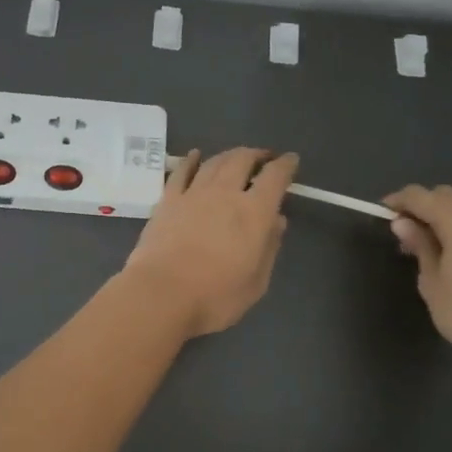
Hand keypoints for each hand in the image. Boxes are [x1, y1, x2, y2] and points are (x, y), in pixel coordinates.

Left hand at [124, 148, 297, 336]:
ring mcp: (193, 194)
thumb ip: (269, 247)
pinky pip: (181, 172)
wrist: (161, 293)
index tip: (290, 160)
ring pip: (214, 162)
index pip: (274, 177)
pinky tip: (195, 156)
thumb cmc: (215, 296)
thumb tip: (277, 221)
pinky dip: (191, 160)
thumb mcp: (256, 282)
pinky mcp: (167, 201)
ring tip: (236, 157)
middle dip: (256, 155)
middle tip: (263, 158)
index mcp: (254, 212)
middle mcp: (225, 193)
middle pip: (242, 160)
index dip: (285, 165)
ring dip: (228, 155)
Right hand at [383, 184, 451, 372]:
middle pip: (445, 195)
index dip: (398, 202)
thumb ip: (419, 246)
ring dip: (446, 215)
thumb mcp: (433, 283)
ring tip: (432, 243)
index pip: (420, 196)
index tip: (382, 215)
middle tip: (406, 234)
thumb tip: (402, 223)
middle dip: (422, 207)